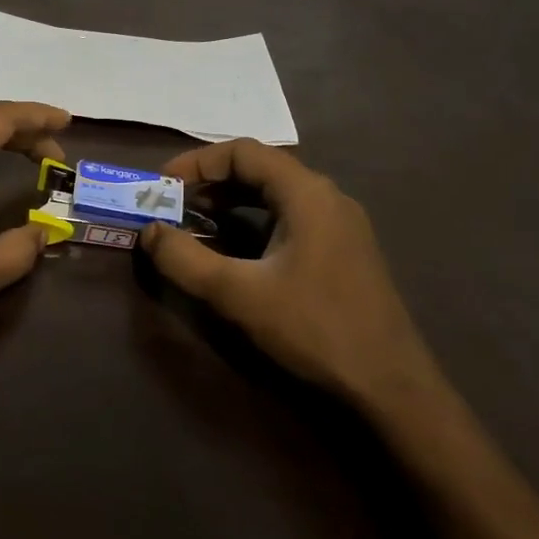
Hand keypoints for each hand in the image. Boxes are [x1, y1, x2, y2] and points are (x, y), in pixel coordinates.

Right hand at [139, 140, 434, 402]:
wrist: (390, 386)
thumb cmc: (313, 328)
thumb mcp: (237, 293)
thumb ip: (184, 259)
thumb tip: (148, 231)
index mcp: (306, 193)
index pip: (243, 152)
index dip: (196, 162)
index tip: (162, 185)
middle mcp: (327, 197)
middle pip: (260, 168)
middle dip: (210, 181)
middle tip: (173, 204)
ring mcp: (340, 224)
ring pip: (276, 193)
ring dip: (231, 201)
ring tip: (196, 222)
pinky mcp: (344, 249)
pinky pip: (290, 216)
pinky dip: (254, 220)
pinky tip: (236, 248)